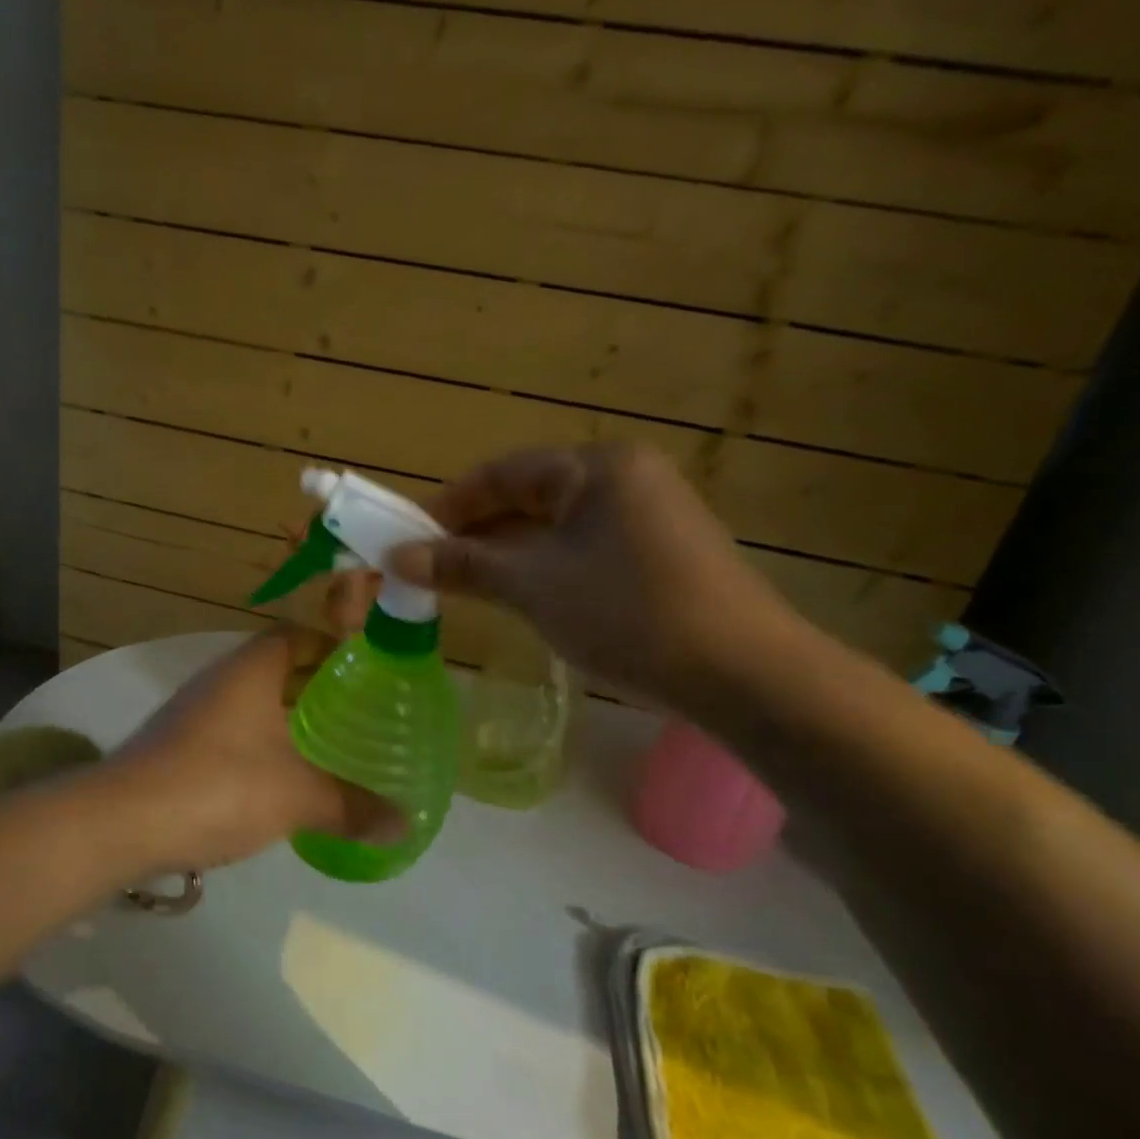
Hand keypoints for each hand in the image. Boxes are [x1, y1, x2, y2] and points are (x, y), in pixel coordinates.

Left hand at [108, 627, 398, 874]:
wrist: (121, 822)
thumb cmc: (218, 787)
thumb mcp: (297, 797)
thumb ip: (352, 806)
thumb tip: (405, 823)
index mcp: (250, 669)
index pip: (295, 634)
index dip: (331, 644)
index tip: (365, 669)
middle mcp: (219, 680)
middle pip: (276, 668)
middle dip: (315, 686)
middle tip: (357, 712)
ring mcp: (192, 713)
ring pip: (252, 703)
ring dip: (286, 718)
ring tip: (327, 745)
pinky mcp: (176, 746)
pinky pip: (231, 733)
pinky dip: (260, 745)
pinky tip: (280, 780)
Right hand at [389, 443, 801, 711]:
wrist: (742, 672)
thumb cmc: (627, 612)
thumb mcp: (533, 586)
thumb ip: (463, 565)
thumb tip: (396, 558)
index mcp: (596, 467)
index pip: (502, 471)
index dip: (449, 504)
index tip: (409, 538)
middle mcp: (625, 476)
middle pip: (529, 495)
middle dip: (477, 531)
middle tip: (432, 568)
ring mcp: (649, 514)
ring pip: (556, 526)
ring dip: (508, 552)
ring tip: (467, 585)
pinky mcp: (662, 552)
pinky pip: (584, 547)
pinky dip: (545, 567)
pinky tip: (524, 597)